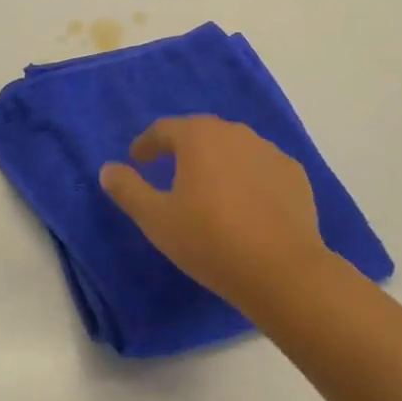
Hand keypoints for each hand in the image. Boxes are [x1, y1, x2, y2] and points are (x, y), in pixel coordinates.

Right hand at [100, 116, 328, 314]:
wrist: (283, 271)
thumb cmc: (210, 240)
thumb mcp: (156, 220)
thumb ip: (128, 190)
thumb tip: (108, 169)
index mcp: (198, 137)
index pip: (164, 129)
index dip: (147, 144)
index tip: (137, 160)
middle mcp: (234, 133)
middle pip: (200, 133)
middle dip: (182, 148)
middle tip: (170, 170)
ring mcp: (269, 151)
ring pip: (233, 148)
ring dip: (217, 161)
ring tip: (209, 188)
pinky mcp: (294, 174)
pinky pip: (261, 168)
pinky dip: (248, 177)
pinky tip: (246, 203)